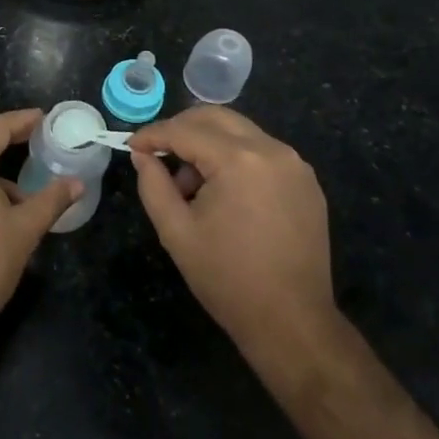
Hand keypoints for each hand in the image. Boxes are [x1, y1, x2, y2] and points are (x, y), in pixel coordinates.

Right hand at [128, 107, 339, 377]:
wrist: (292, 321)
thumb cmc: (227, 278)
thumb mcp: (176, 231)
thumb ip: (153, 185)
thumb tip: (142, 156)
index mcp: (239, 160)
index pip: (186, 130)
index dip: (153, 135)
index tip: (131, 146)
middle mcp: (272, 150)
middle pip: (217, 118)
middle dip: (181, 129)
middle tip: (157, 154)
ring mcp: (295, 165)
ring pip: (241, 132)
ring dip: (209, 145)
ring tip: (191, 187)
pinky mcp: (306, 182)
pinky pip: (263, 153)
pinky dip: (236, 159)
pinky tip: (224, 195)